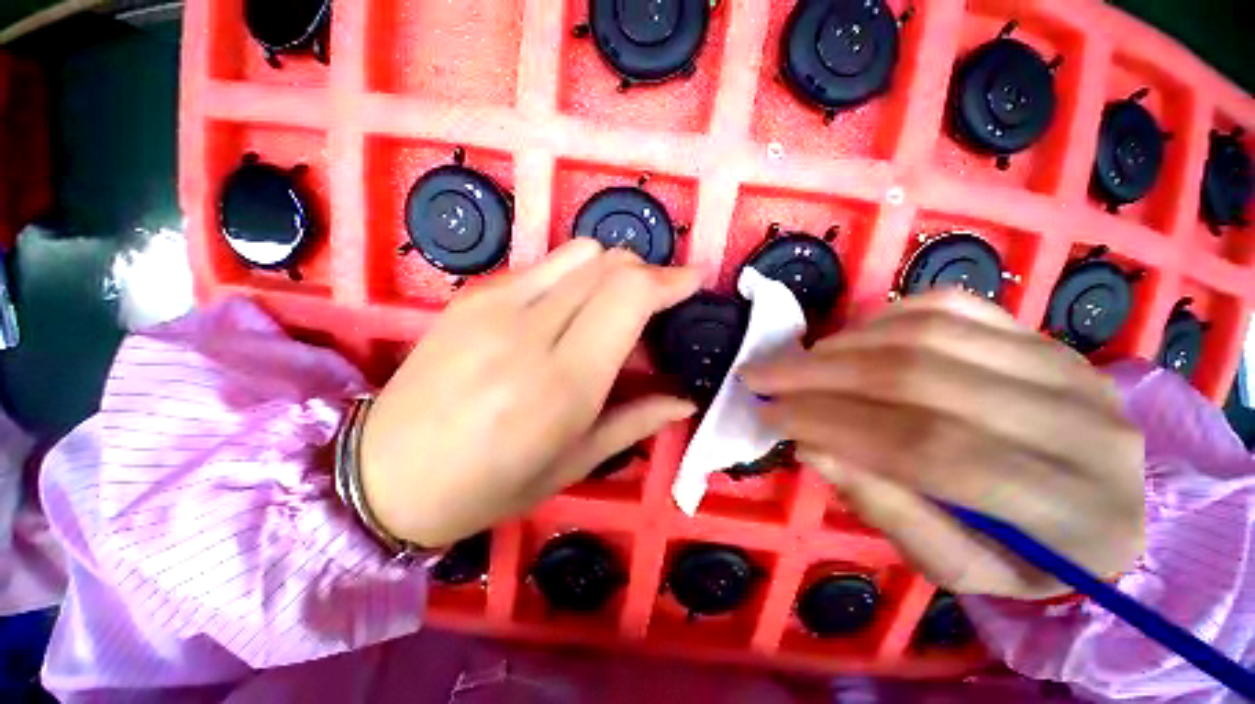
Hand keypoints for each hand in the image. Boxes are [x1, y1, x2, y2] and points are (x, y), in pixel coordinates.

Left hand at [360, 240, 699, 546]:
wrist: (385, 473)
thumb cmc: (488, 484)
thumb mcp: (573, 463)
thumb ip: (636, 421)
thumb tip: (685, 399)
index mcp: (563, 382)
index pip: (630, 296)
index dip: (670, 280)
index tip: (692, 280)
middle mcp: (531, 330)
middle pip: (610, 263)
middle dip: (646, 274)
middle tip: (654, 308)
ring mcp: (495, 304)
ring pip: (581, 253)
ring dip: (611, 271)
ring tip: (611, 307)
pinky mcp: (473, 295)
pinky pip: (545, 264)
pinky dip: (574, 275)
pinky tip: (567, 309)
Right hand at [740, 291, 1144, 598]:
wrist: (1113, 506)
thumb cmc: (1031, 557)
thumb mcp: (960, 568)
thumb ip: (888, 511)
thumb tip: (813, 447)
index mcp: (1074, 515)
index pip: (929, 451)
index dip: (833, 426)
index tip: (770, 416)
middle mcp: (1082, 427)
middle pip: (922, 379)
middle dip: (819, 374)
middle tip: (759, 374)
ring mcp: (1068, 366)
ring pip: (931, 333)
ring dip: (841, 345)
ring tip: (795, 362)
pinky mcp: (1044, 336)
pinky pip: (952, 306)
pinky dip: (882, 318)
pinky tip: (848, 341)